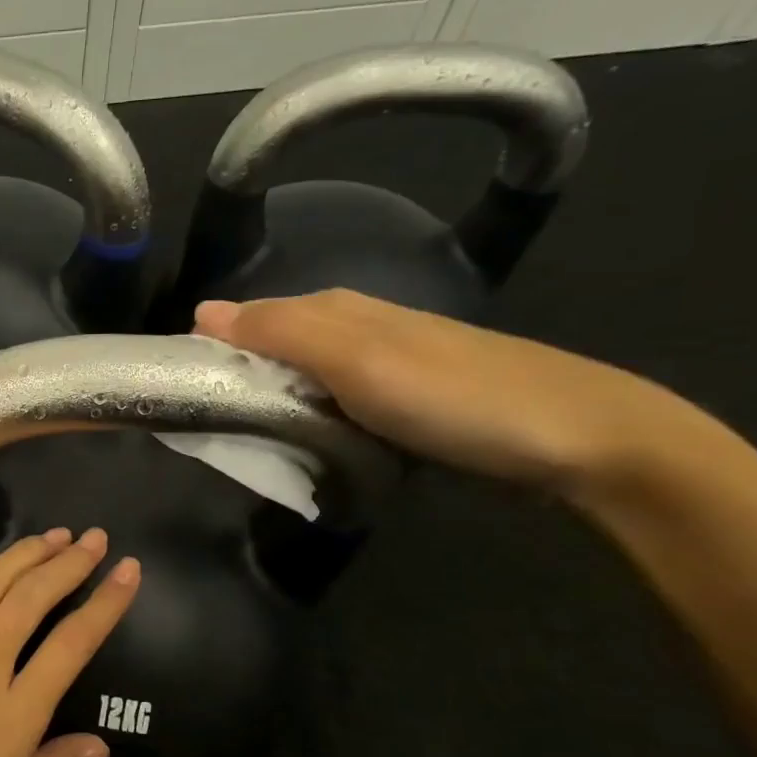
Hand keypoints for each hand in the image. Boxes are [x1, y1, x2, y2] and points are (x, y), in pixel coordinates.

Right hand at [195, 290, 686, 498]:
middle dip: (234, 383)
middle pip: (270, 353)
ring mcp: (380, 369)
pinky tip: (301, 446)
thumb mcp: (357, 360)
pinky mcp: (401, 405)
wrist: (581, 437)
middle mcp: (353, 330)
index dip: (209, 352)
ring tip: (242, 445)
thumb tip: (201, 311)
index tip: (175, 395)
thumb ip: (279, 333)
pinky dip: (306, 424)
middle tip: (205, 431)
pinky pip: (330, 407)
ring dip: (269, 407)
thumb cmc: (455, 396)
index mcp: (334, 311)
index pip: (246, 321)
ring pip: (299, 382)